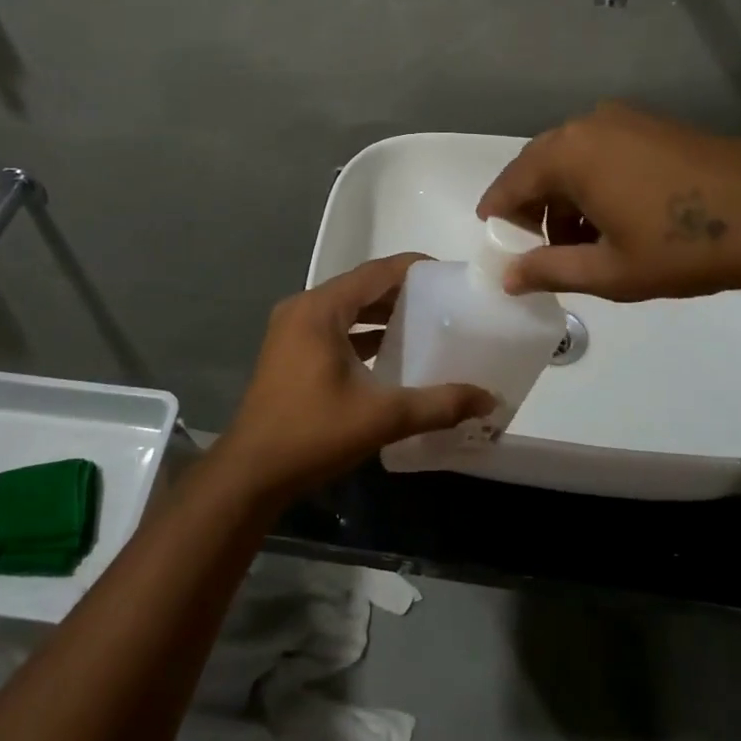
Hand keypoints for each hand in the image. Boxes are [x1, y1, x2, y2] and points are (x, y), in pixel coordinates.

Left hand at [211, 254, 495, 503]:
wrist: (251, 473)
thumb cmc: (313, 433)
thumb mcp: (382, 417)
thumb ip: (438, 404)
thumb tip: (489, 399)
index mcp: (320, 310)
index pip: (374, 272)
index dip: (412, 267)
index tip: (447, 272)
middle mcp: (302, 309)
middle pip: (359, 287)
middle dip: (399, 291)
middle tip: (442, 299)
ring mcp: (291, 330)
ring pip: (345, 308)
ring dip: (379, 312)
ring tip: (422, 321)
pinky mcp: (288, 352)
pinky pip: (332, 327)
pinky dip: (360, 332)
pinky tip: (387, 350)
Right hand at [476, 102, 740, 301]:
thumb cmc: (681, 247)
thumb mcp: (608, 270)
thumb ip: (548, 270)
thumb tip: (506, 278)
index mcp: (568, 154)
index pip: (511, 183)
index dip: (498, 214)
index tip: (494, 241)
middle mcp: (588, 125)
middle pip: (540, 166)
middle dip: (533, 208)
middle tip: (537, 248)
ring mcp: (625, 120)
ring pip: (573, 159)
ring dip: (565, 197)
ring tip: (581, 241)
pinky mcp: (654, 125)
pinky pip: (602, 151)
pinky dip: (593, 182)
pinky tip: (615, 217)